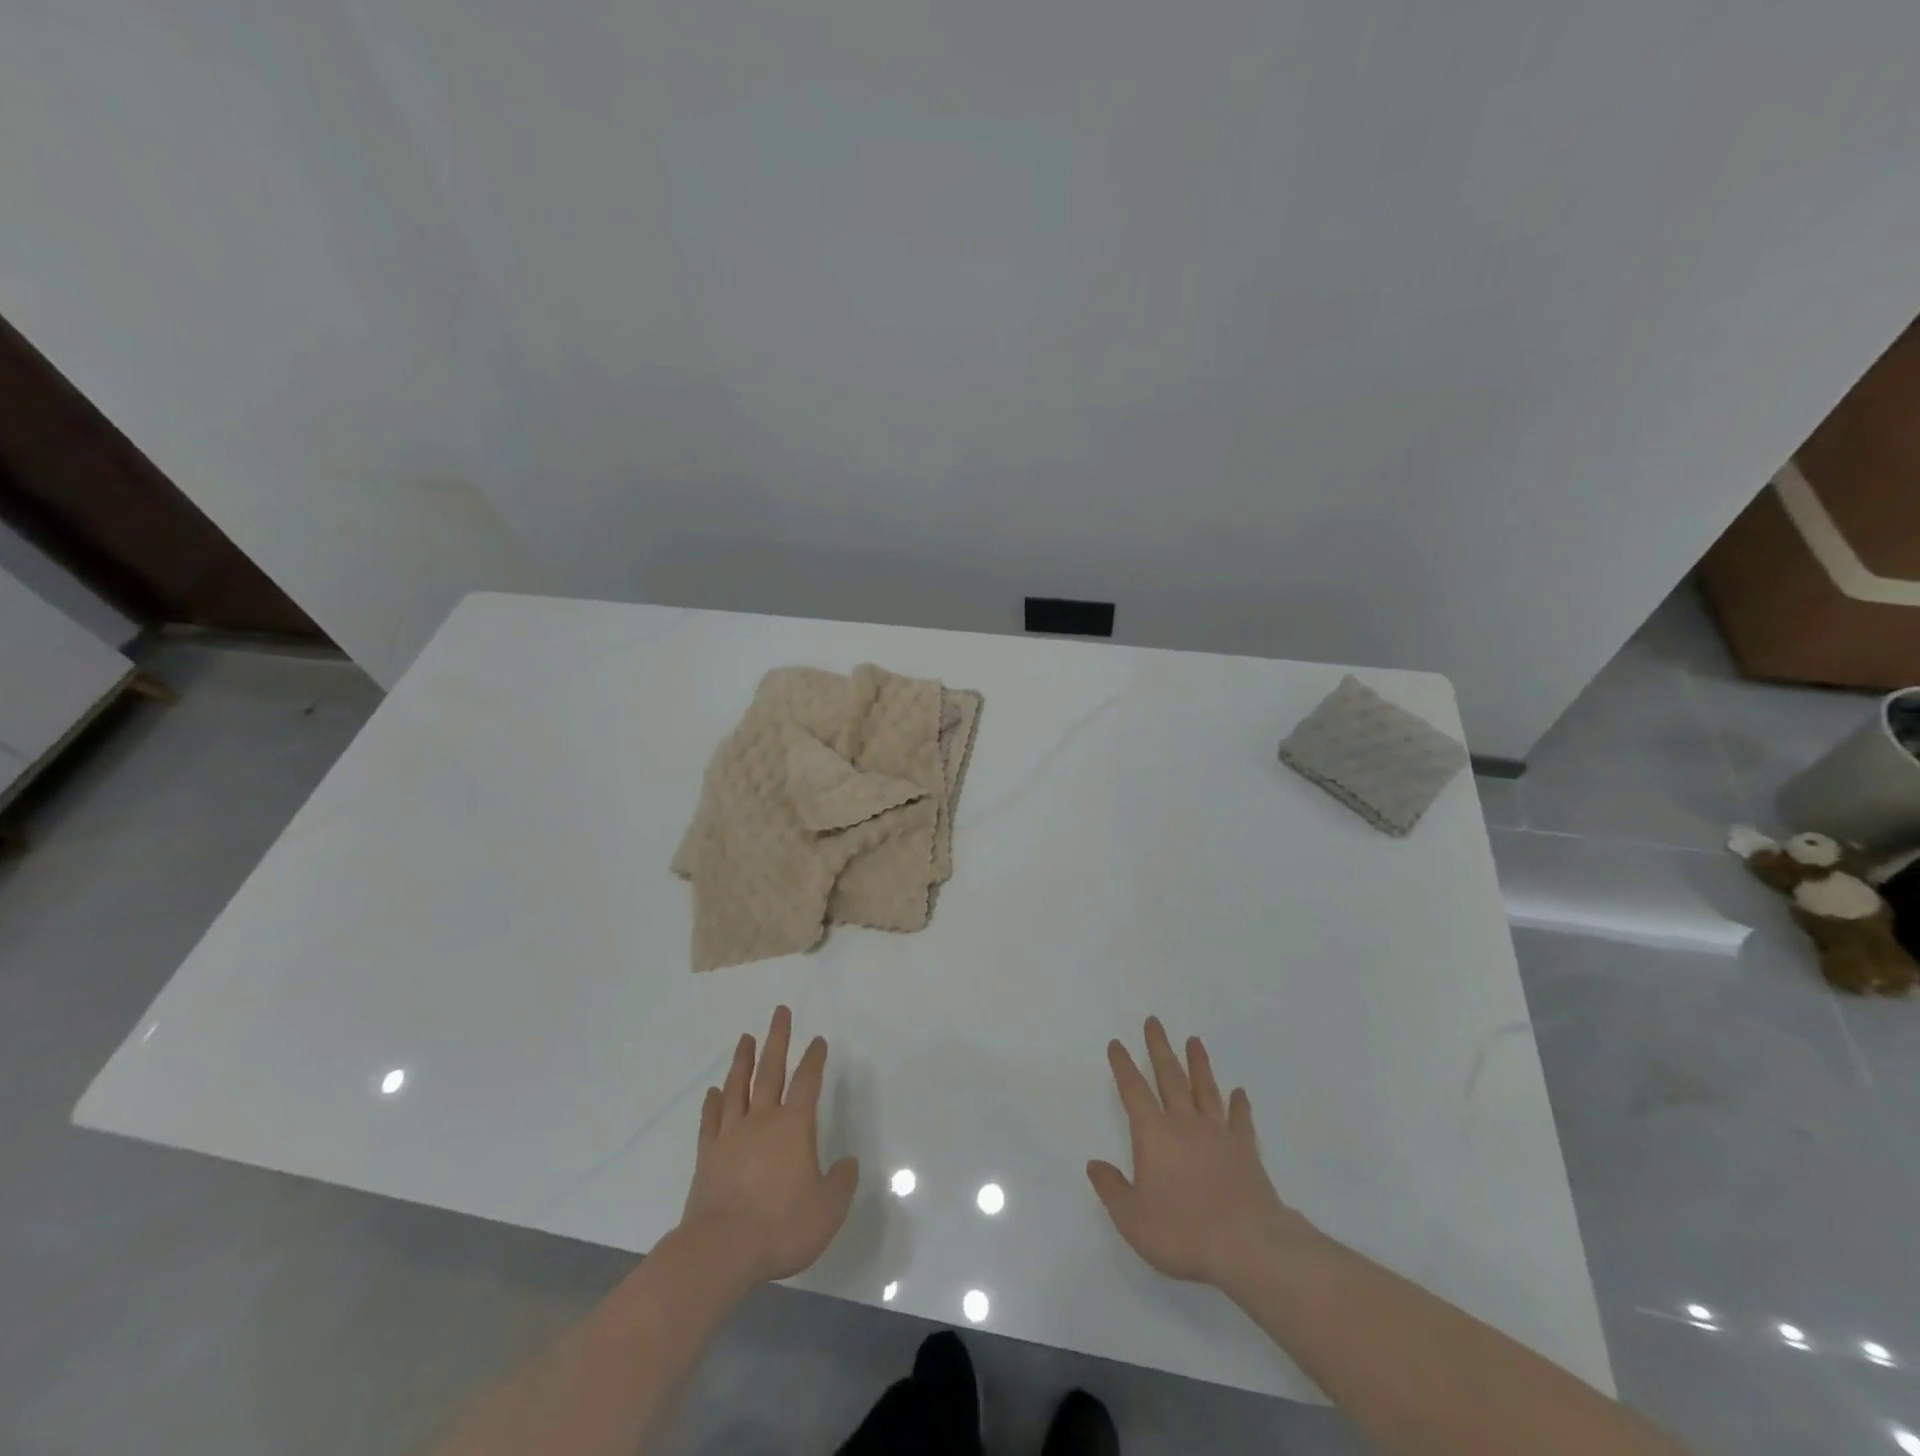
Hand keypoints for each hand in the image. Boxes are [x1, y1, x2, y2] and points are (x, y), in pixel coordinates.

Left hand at [677, 1006, 859, 1285]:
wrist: (720, 1251)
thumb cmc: (780, 1226)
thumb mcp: (827, 1210)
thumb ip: (841, 1183)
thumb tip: (848, 1163)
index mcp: (794, 1127)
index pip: (808, 1082)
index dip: (815, 1058)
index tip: (818, 1040)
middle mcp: (762, 1120)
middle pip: (771, 1070)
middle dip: (778, 1039)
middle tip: (780, 1011)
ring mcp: (731, 1136)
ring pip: (738, 1087)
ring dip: (743, 1061)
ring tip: (746, 1038)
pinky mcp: (707, 1156)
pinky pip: (711, 1120)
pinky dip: (713, 1103)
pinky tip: (714, 1091)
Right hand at [1088, 1017, 1313, 1288]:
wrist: (1247, 1245)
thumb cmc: (1182, 1231)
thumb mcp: (1133, 1218)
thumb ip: (1112, 1189)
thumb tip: (1094, 1164)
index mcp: (1153, 1134)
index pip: (1134, 1091)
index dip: (1123, 1066)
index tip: (1118, 1044)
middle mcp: (1184, 1124)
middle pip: (1170, 1077)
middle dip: (1159, 1048)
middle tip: (1154, 1021)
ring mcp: (1218, 1134)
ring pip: (1205, 1089)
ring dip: (1198, 1064)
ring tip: (1194, 1040)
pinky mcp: (1246, 1151)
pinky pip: (1241, 1120)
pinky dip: (1240, 1104)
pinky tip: (1239, 1092)